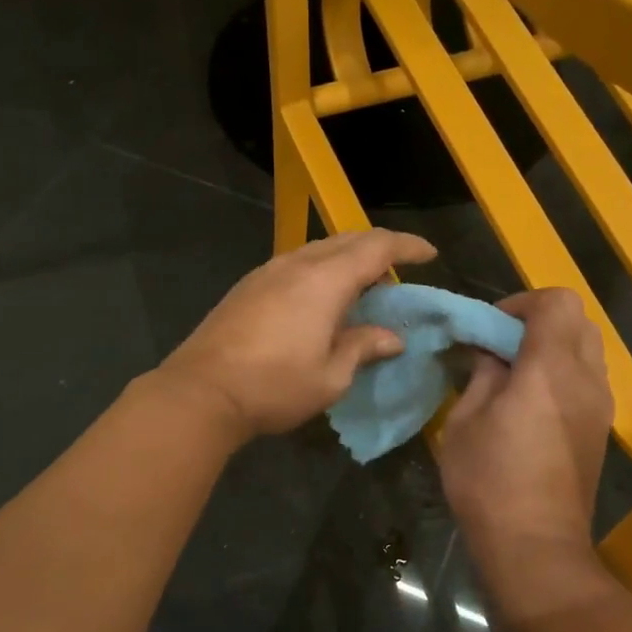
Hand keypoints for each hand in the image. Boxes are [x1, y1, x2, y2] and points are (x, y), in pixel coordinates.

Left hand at [159, 230, 437, 441]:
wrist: (202, 391)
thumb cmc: (274, 387)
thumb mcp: (330, 376)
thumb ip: (363, 347)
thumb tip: (392, 338)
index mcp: (325, 280)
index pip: (377, 248)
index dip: (407, 247)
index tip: (430, 254)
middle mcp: (297, 264)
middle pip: (346, 240)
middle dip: (378, 248)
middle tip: (399, 269)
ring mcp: (267, 272)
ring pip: (318, 249)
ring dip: (347, 258)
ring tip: (363, 283)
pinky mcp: (248, 286)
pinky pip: (296, 263)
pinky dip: (321, 269)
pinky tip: (322, 296)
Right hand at [439, 288, 613, 588]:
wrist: (536, 547)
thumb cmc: (489, 481)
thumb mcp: (466, 421)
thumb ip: (482, 374)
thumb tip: (489, 353)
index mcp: (550, 368)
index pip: (555, 302)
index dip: (520, 302)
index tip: (489, 327)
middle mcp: (586, 378)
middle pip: (578, 319)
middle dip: (538, 320)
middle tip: (501, 345)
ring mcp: (601, 405)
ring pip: (587, 348)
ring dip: (552, 346)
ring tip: (514, 374)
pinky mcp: (601, 428)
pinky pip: (588, 378)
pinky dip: (562, 372)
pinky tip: (531, 402)